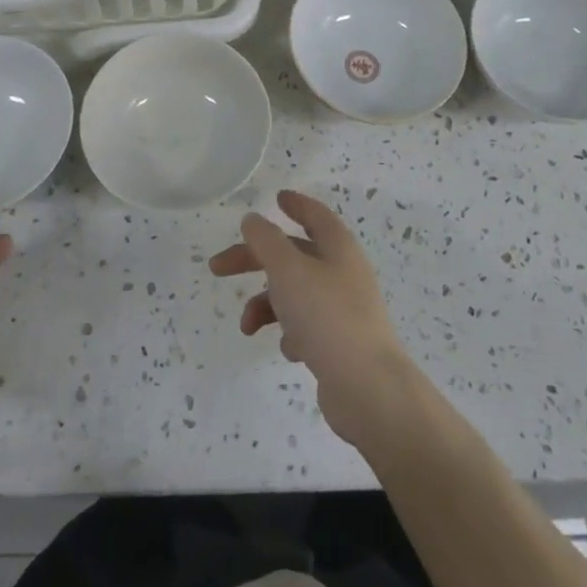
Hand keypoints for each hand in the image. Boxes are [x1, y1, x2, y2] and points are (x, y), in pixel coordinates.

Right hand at [209, 190, 419, 452]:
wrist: (369, 389)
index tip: (276, 198)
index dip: (295, 205)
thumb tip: (253, 219)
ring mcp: (344, 309)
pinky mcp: (340, 344)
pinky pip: (307, 327)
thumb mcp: (289, 270)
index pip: (315, 215)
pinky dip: (290, 333)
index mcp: (337, 247)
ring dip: (266, 305)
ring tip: (248, 327)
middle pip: (293, 255)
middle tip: (218, 267)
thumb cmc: (327, 316)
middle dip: (255, 260)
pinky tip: (290, 350)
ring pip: (295, 293)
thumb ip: (266, 241)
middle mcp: (343, 273)